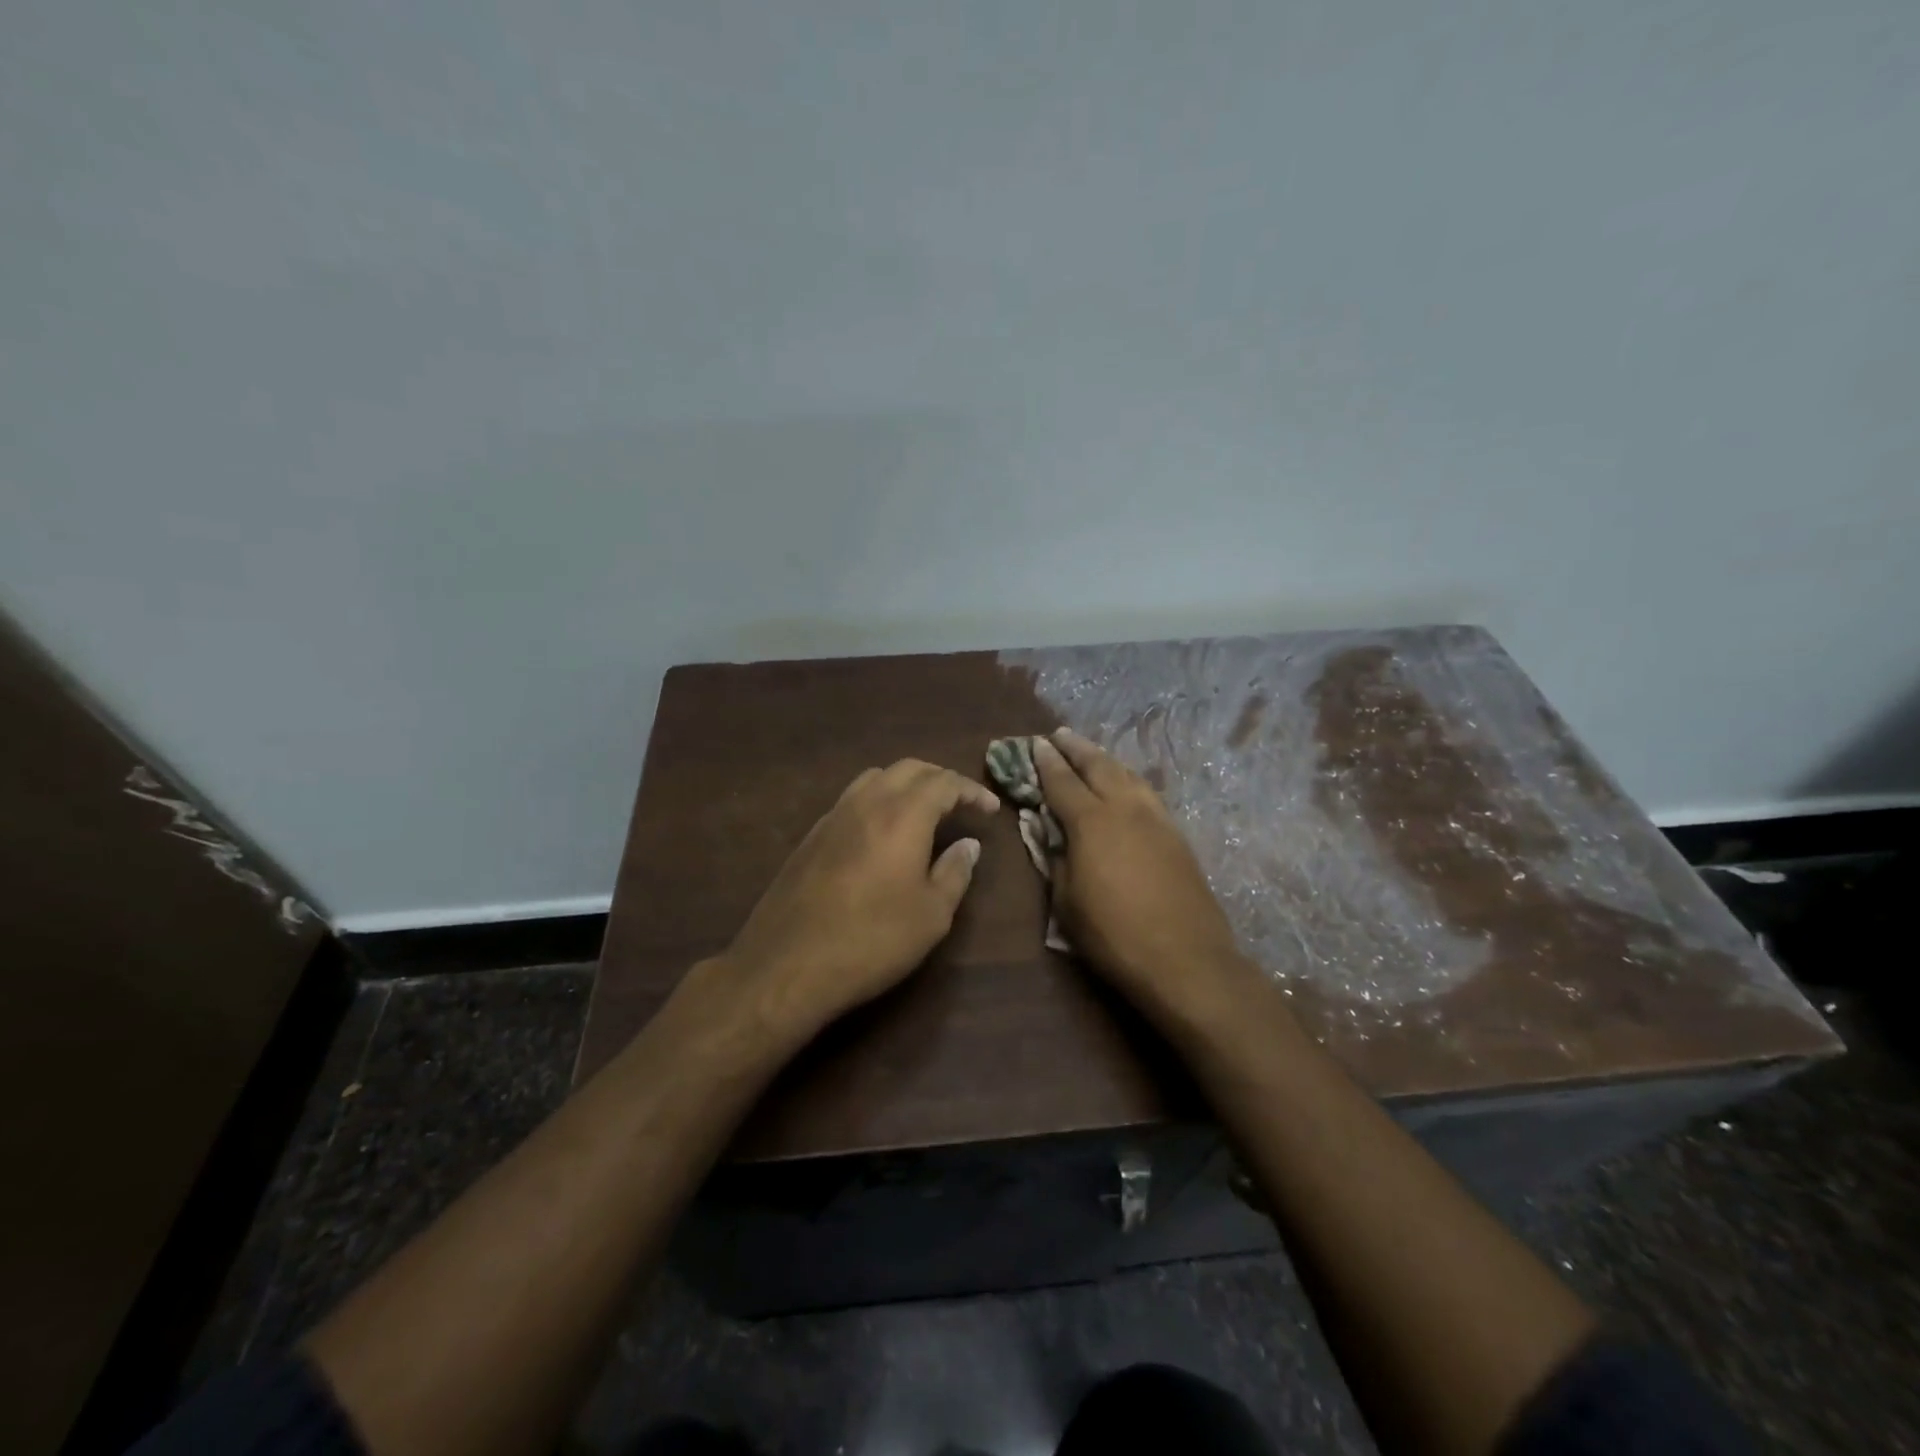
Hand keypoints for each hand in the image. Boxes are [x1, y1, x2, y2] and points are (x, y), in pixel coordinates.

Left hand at [713, 759, 998, 1040]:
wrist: (788, 964)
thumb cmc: (872, 940)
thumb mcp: (931, 915)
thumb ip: (955, 872)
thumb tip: (968, 845)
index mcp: (903, 815)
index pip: (944, 782)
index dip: (971, 790)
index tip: (990, 808)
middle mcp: (867, 803)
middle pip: (909, 769)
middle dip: (940, 778)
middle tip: (961, 801)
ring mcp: (833, 816)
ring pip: (875, 778)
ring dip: (906, 784)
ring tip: (923, 810)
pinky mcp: (811, 836)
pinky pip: (852, 799)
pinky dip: (878, 801)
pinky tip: (882, 833)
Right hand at [1032, 730, 1254, 1019]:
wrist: (1186, 959)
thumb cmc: (1114, 935)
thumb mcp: (1066, 902)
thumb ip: (1056, 860)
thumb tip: (1052, 835)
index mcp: (1091, 822)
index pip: (1062, 782)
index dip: (1046, 762)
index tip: (1036, 744)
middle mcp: (1125, 808)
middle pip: (1099, 766)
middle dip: (1077, 749)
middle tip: (1061, 735)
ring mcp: (1156, 819)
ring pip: (1128, 775)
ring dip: (1106, 760)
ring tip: (1092, 753)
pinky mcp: (1177, 836)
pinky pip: (1147, 794)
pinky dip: (1129, 780)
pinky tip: (1127, 785)